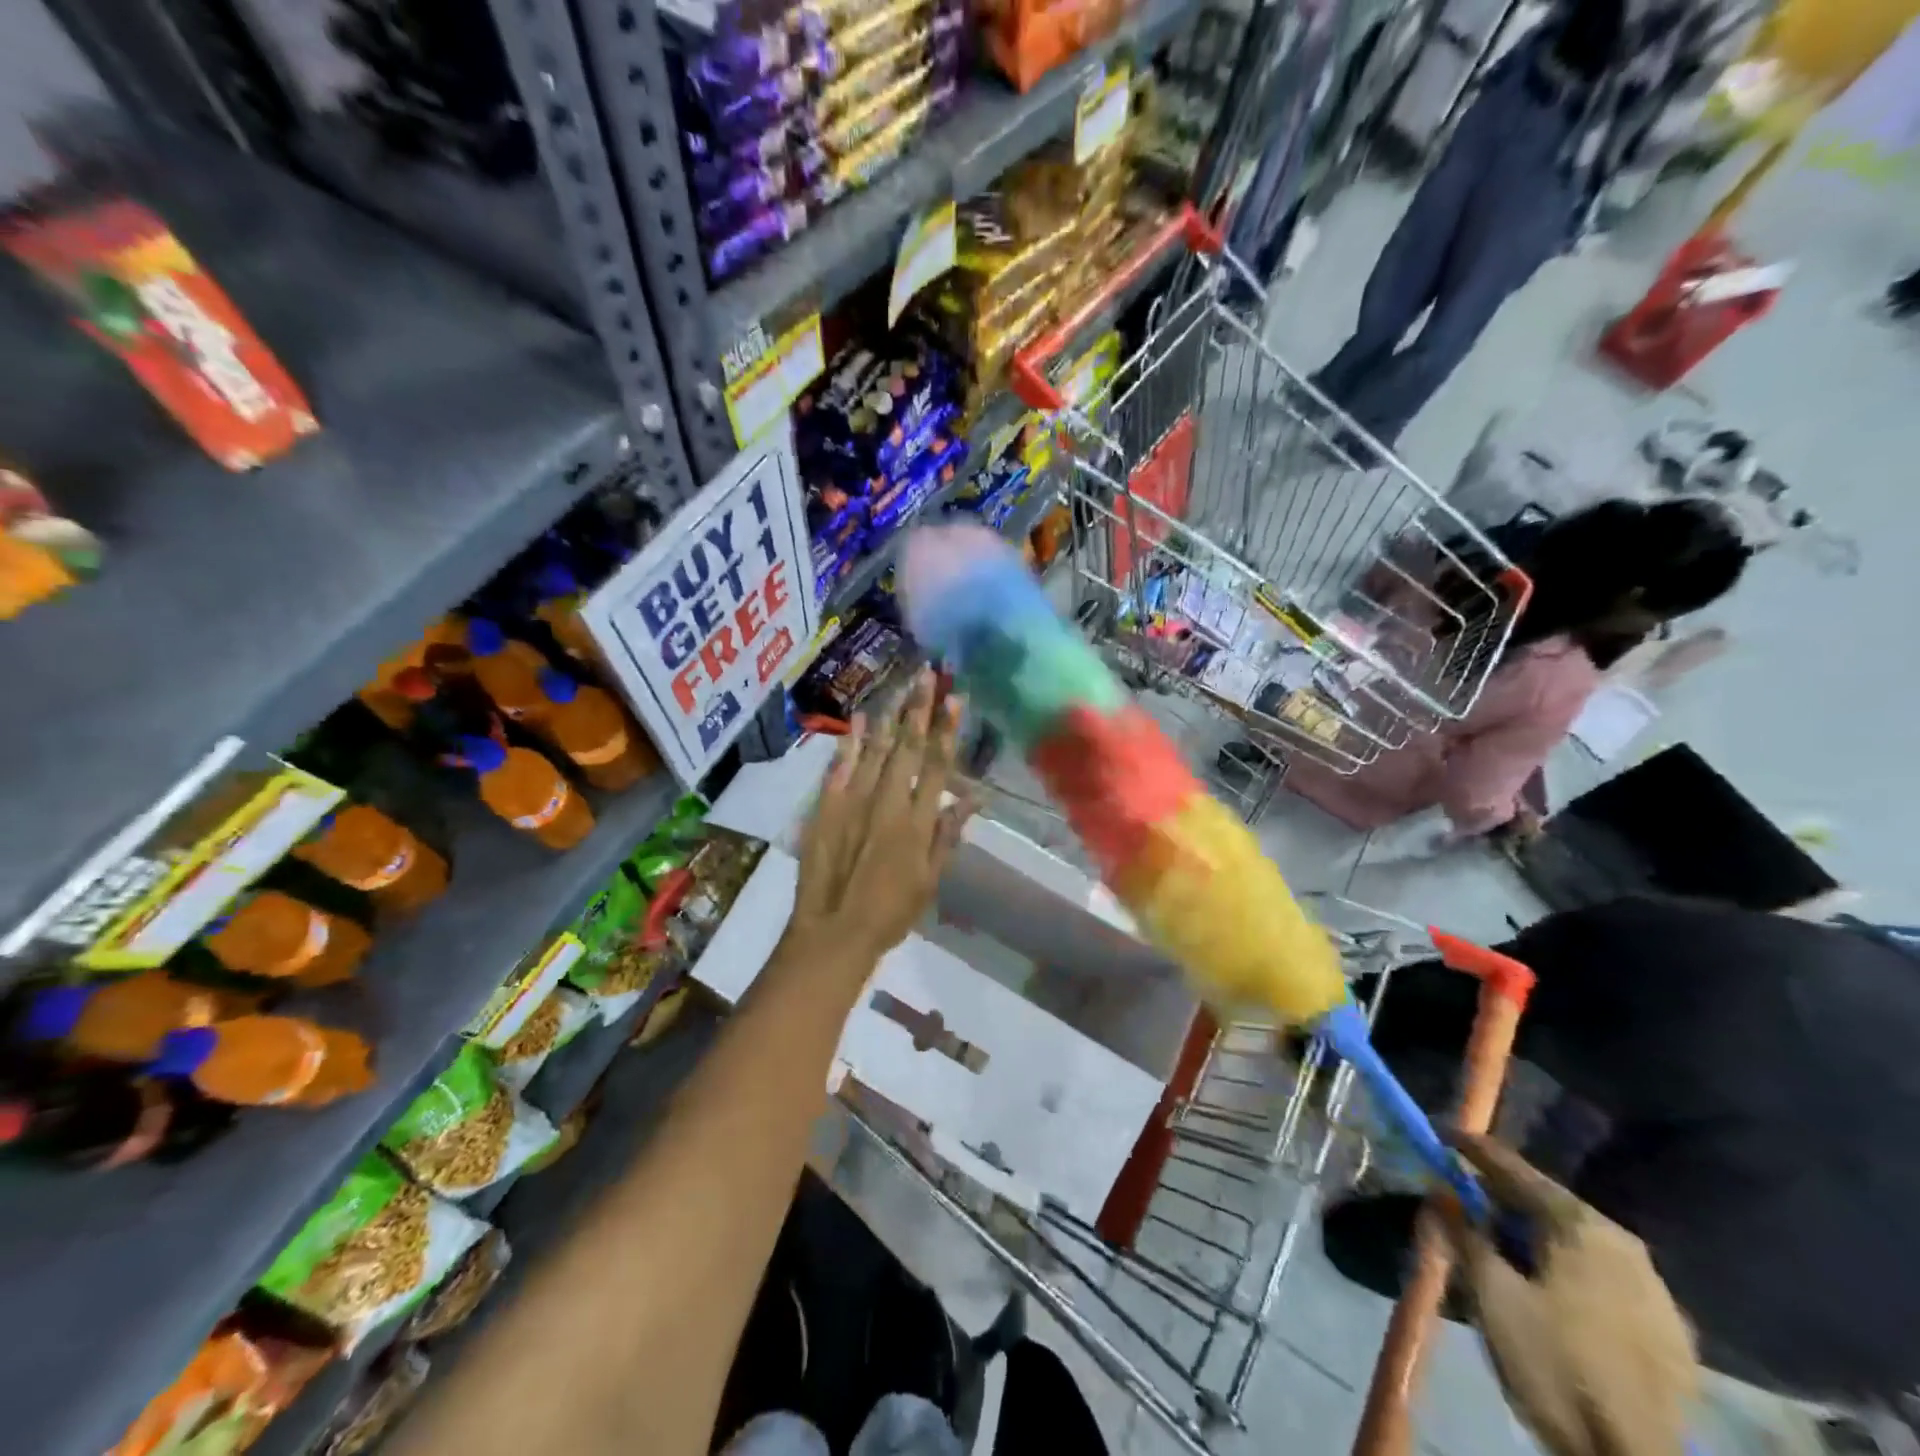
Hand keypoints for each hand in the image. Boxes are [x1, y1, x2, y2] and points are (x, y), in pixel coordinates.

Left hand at [785, 671, 970, 980]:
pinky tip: (859, 718)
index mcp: (918, 821)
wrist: (834, 931)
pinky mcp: (826, 807)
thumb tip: (974, 799)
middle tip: (927, 672)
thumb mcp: (930, 879)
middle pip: (907, 746)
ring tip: (901, 684)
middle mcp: (888, 802)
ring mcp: (853, 801)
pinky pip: (840, 767)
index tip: (955, 697)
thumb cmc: (891, 913)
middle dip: (919, 707)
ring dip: (890, 715)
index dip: (947, 729)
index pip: (937, 765)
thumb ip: (949, 835)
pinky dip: (850, 741)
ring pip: (876, 749)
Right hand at [1445, 1132, 1697, 1455]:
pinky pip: (1602, 1278)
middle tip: (1460, 1196)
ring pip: (1577, 1243)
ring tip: (1497, 1244)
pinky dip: (1565, 1268)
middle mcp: (1625, 1245)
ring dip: (1534, 1235)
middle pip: (1548, 1204)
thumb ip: (1461, 1230)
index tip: (1438, 1132)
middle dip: (1501, 1197)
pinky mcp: (1670, 1334)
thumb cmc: (1554, 1364)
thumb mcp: (1490, 1292)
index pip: (1514, 1168)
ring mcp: (1656, 1291)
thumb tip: (1439, 1188)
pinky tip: (1545, 1288)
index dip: (1471, 1147)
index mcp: (1583, 1226)